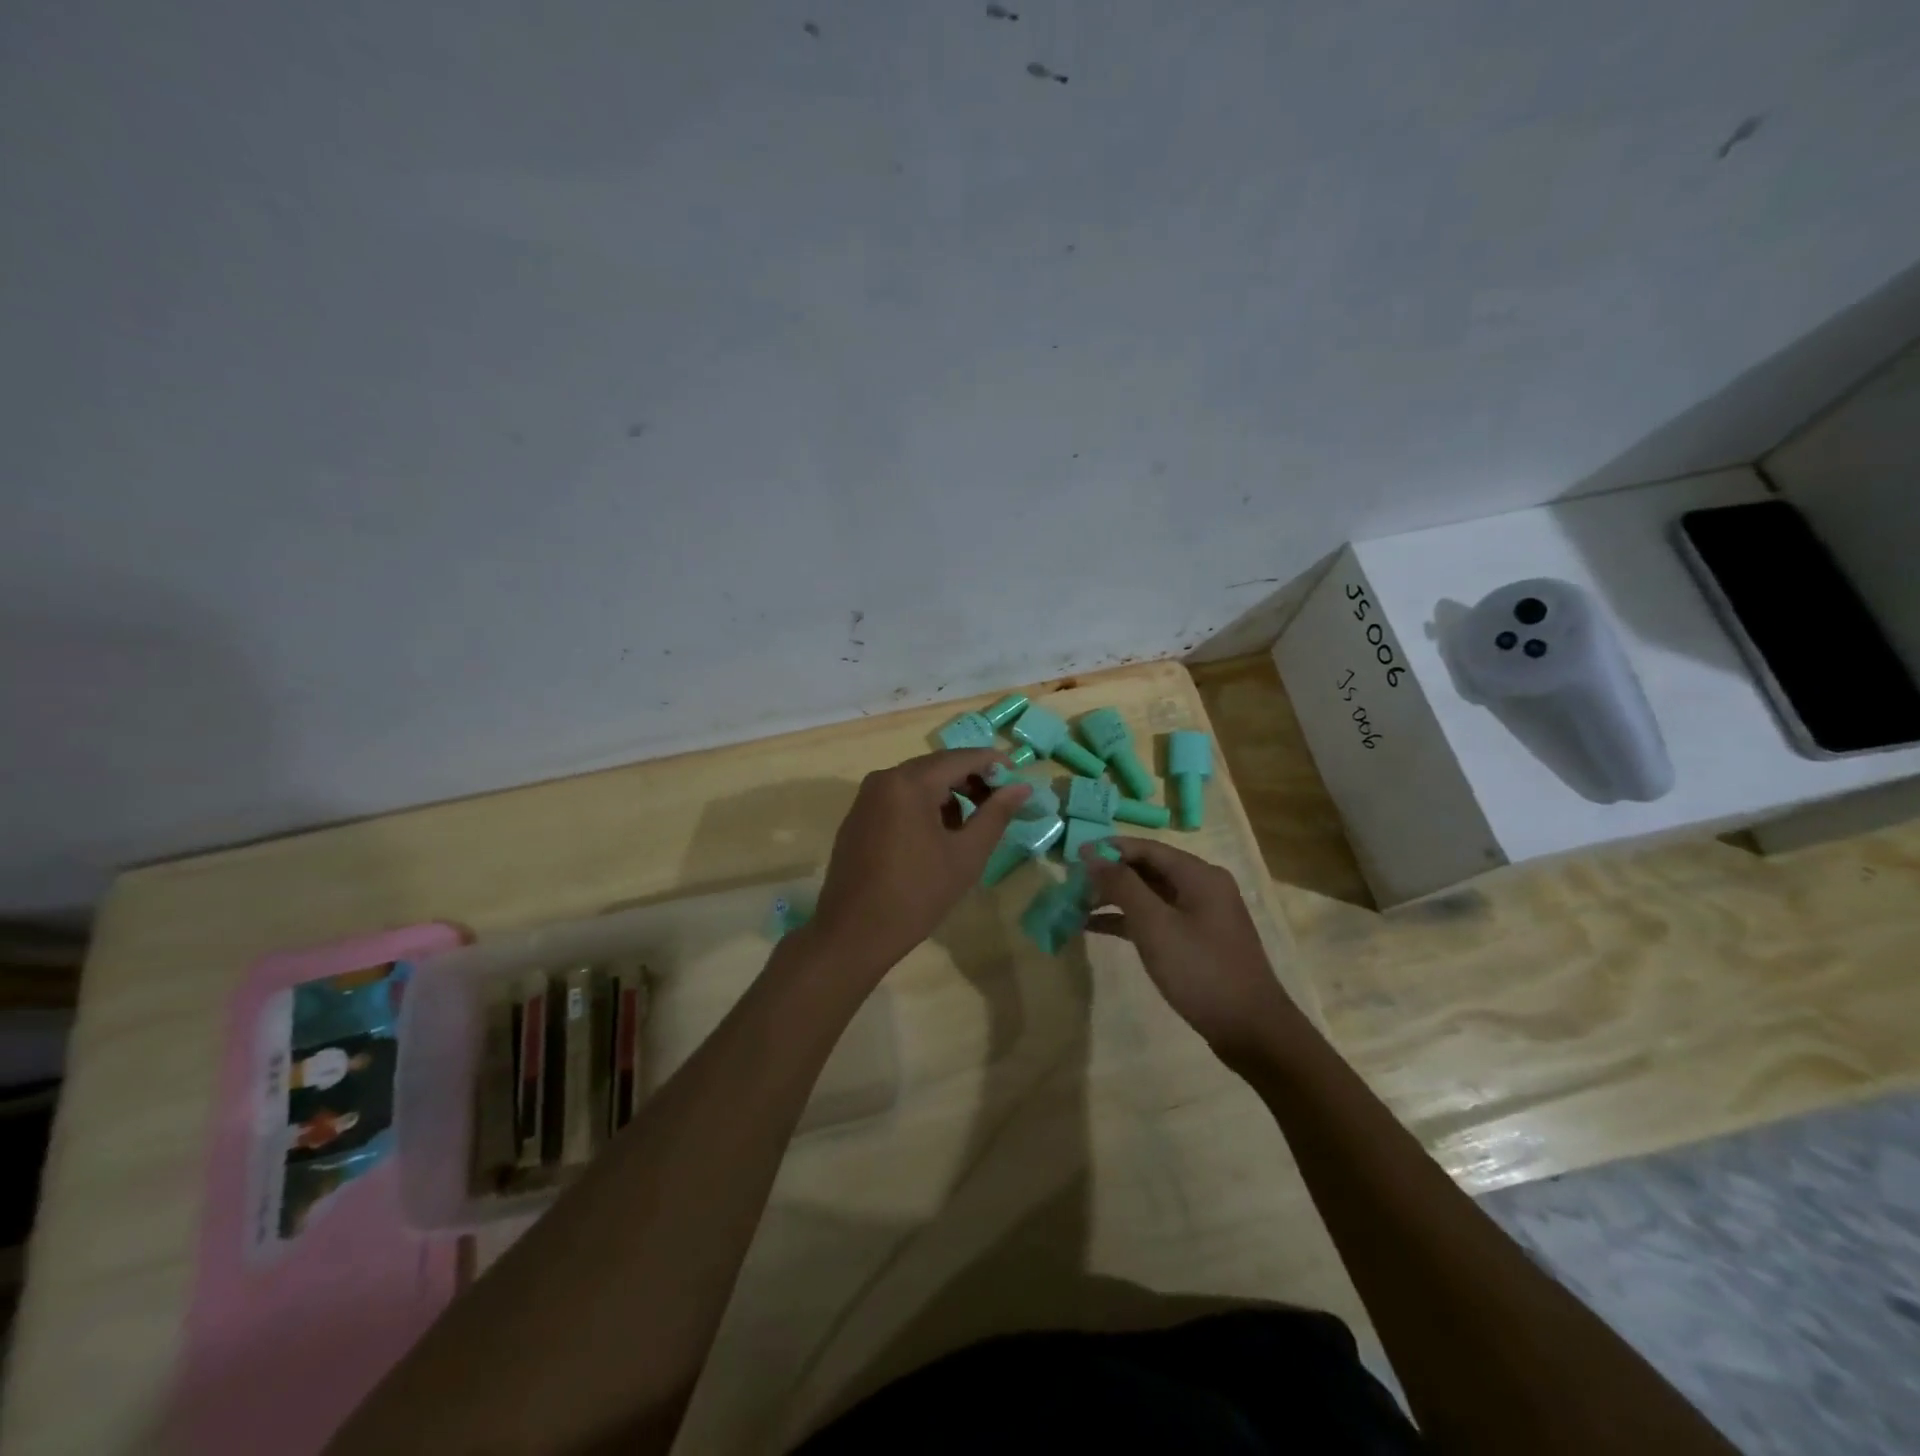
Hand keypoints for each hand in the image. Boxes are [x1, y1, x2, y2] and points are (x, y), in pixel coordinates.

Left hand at [810, 749, 1032, 975]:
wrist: (854, 933)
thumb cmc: (917, 894)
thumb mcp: (966, 855)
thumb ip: (995, 815)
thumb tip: (1021, 787)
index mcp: (910, 783)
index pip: (960, 758)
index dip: (992, 763)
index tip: (1018, 777)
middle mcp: (884, 779)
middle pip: (937, 766)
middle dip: (970, 779)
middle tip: (999, 803)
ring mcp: (866, 798)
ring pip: (917, 782)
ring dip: (947, 794)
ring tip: (968, 828)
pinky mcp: (858, 817)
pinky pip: (898, 798)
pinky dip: (923, 806)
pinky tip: (935, 838)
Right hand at [1081, 838, 1306, 1059]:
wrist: (1251, 1030)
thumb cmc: (1201, 971)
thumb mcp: (1155, 925)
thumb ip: (1122, 886)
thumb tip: (1091, 853)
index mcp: (1199, 875)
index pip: (1146, 848)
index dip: (1109, 849)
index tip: (1073, 858)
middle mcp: (1203, 886)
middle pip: (1148, 868)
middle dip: (1109, 875)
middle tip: (1072, 885)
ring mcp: (1201, 914)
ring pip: (1150, 894)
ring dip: (1115, 898)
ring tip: (1077, 905)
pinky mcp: (1197, 940)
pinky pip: (1157, 918)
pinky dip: (1129, 920)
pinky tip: (1096, 927)